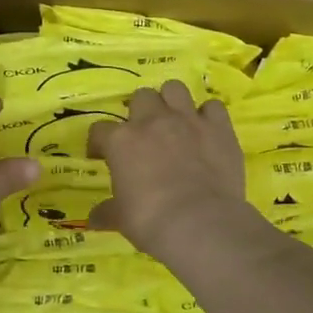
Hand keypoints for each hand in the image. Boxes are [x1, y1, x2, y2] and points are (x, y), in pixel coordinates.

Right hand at [86, 81, 250, 256]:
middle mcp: (153, 121)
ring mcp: (188, 120)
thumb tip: (93, 219)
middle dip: (140, 111)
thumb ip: (107, 212)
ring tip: (174, 122)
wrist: (200, 223)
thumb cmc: (151, 220)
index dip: (99, 143)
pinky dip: (208, 116)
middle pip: (141, 96)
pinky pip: (213, 107)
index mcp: (122, 141)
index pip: (100, 130)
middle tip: (144, 134)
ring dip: (172, 102)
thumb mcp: (121, 219)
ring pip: (175, 88)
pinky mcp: (219, 127)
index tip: (101, 157)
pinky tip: (206, 131)